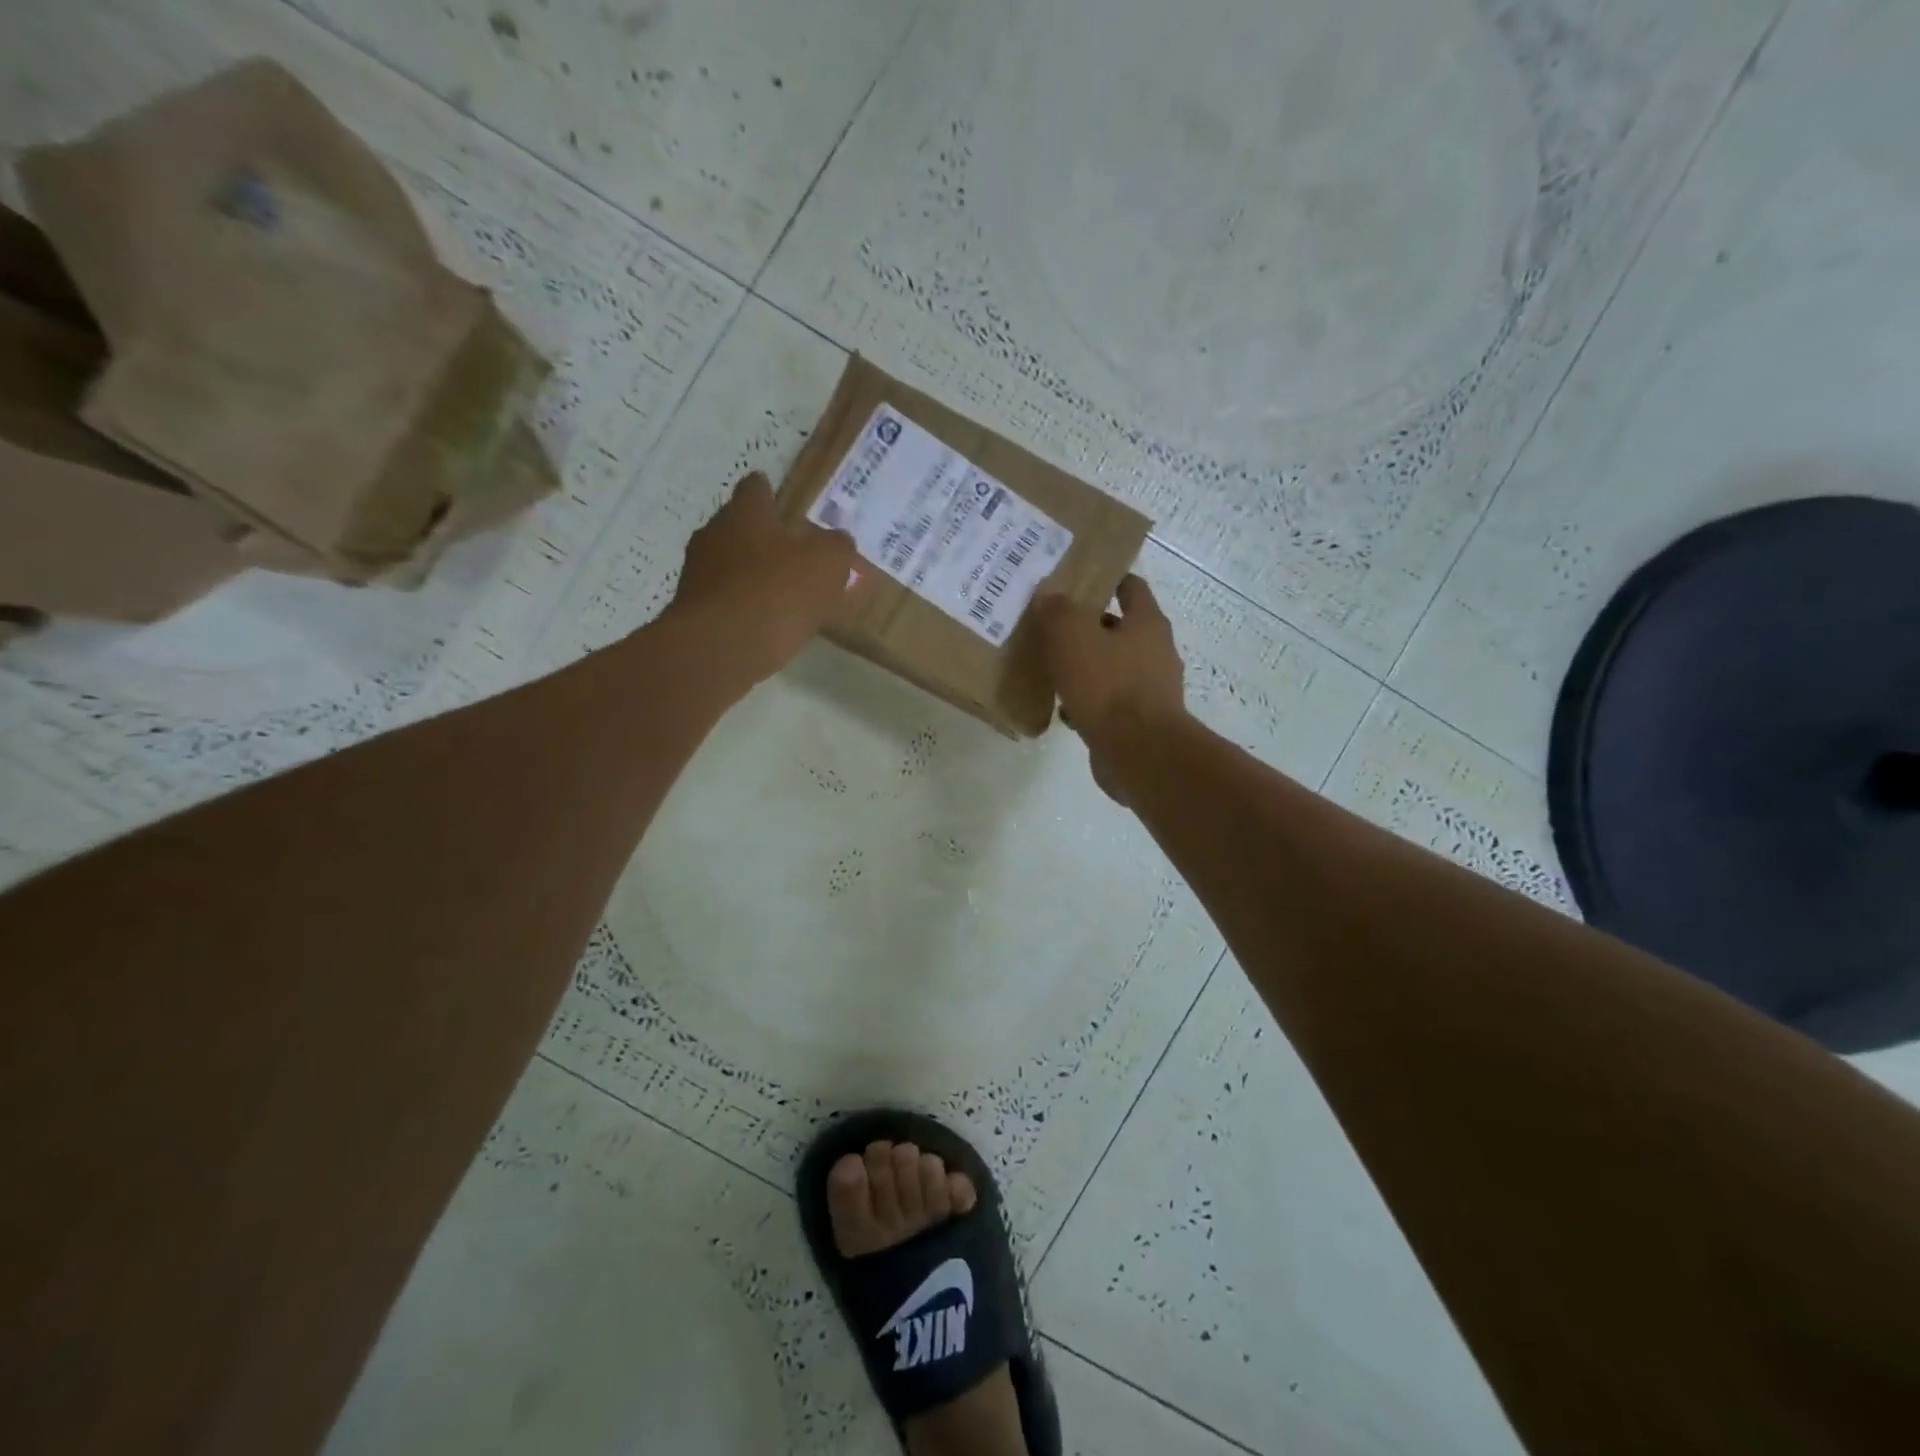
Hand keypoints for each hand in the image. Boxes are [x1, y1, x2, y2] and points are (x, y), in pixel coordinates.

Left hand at [668, 472, 854, 684]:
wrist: (718, 649)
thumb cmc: (775, 593)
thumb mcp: (826, 565)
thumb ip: (837, 547)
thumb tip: (838, 541)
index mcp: (745, 513)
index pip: (755, 488)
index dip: (771, 494)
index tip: (783, 505)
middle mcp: (713, 535)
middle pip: (739, 527)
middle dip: (763, 539)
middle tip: (793, 556)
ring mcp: (697, 575)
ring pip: (729, 565)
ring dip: (751, 576)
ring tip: (782, 597)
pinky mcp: (692, 612)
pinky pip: (724, 600)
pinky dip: (742, 607)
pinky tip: (764, 625)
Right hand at [1033, 576, 1187, 798]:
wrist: (1139, 753)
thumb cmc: (1109, 686)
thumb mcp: (1072, 637)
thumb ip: (1058, 611)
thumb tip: (1049, 594)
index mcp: (1147, 624)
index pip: (1131, 587)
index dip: (1107, 580)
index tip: (1079, 581)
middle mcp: (1156, 652)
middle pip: (1121, 630)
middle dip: (1090, 628)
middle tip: (1054, 628)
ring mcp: (1152, 690)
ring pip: (1114, 669)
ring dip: (1088, 668)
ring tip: (1054, 670)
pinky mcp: (1141, 723)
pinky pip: (1110, 704)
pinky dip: (1089, 702)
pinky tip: (1064, 710)